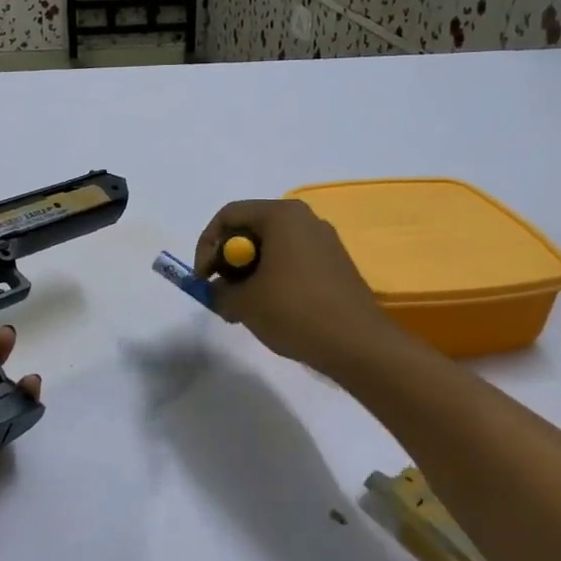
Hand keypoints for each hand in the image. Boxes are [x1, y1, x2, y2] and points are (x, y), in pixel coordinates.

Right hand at [194, 199, 399, 377]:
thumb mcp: (244, 303)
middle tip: (220, 295)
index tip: (202, 279)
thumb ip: (218, 292)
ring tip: (242, 308)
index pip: (229, 216)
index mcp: (282, 215)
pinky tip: (270, 310)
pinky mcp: (335, 264)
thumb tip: (215, 291)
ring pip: (272, 248)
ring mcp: (324, 241)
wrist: (358, 344)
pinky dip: (273, 279)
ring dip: (249, 274)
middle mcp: (305, 219)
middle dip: (228, 262)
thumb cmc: (295, 312)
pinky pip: (292, 262)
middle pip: (251, 229)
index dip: (206, 246)